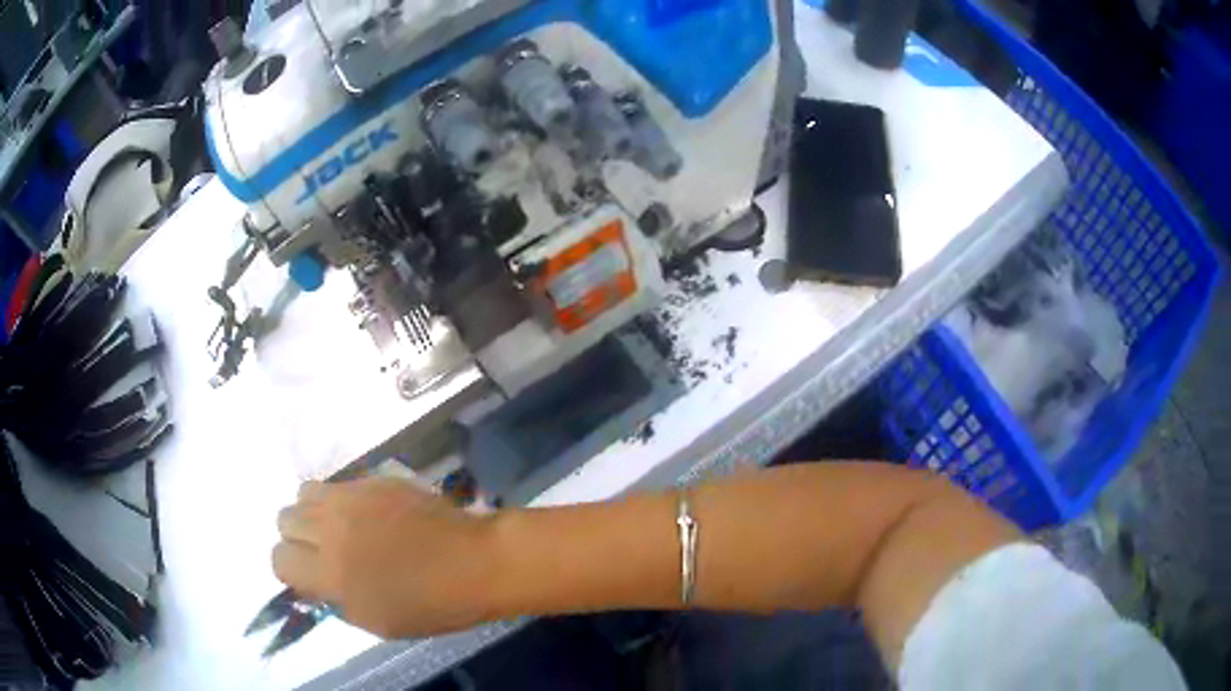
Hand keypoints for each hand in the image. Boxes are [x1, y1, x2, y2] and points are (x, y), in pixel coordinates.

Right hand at [272, 477, 499, 638]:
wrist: (477, 563)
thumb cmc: (432, 605)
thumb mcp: (375, 620)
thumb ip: (334, 599)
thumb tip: (312, 580)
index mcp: (331, 574)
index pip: (279, 559)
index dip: (292, 569)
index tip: (311, 575)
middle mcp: (331, 529)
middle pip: (284, 520)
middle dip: (298, 538)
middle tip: (326, 551)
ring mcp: (352, 497)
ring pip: (303, 494)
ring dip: (313, 513)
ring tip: (340, 528)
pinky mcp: (373, 479)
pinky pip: (336, 483)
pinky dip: (340, 500)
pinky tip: (367, 515)